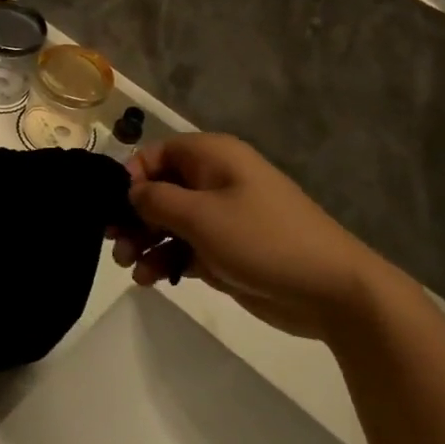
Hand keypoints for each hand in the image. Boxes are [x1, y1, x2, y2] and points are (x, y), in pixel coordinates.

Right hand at [110, 134, 393, 340]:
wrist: (331, 290)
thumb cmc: (262, 239)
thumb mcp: (201, 216)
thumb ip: (155, 200)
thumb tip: (130, 191)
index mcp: (212, 157)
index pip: (156, 153)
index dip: (130, 177)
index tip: (113, 208)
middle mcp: (214, 180)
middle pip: (158, 190)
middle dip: (133, 216)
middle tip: (115, 244)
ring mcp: (221, 217)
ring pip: (168, 222)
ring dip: (145, 242)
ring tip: (131, 268)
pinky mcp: (225, 249)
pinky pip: (184, 247)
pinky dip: (165, 260)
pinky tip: (151, 280)